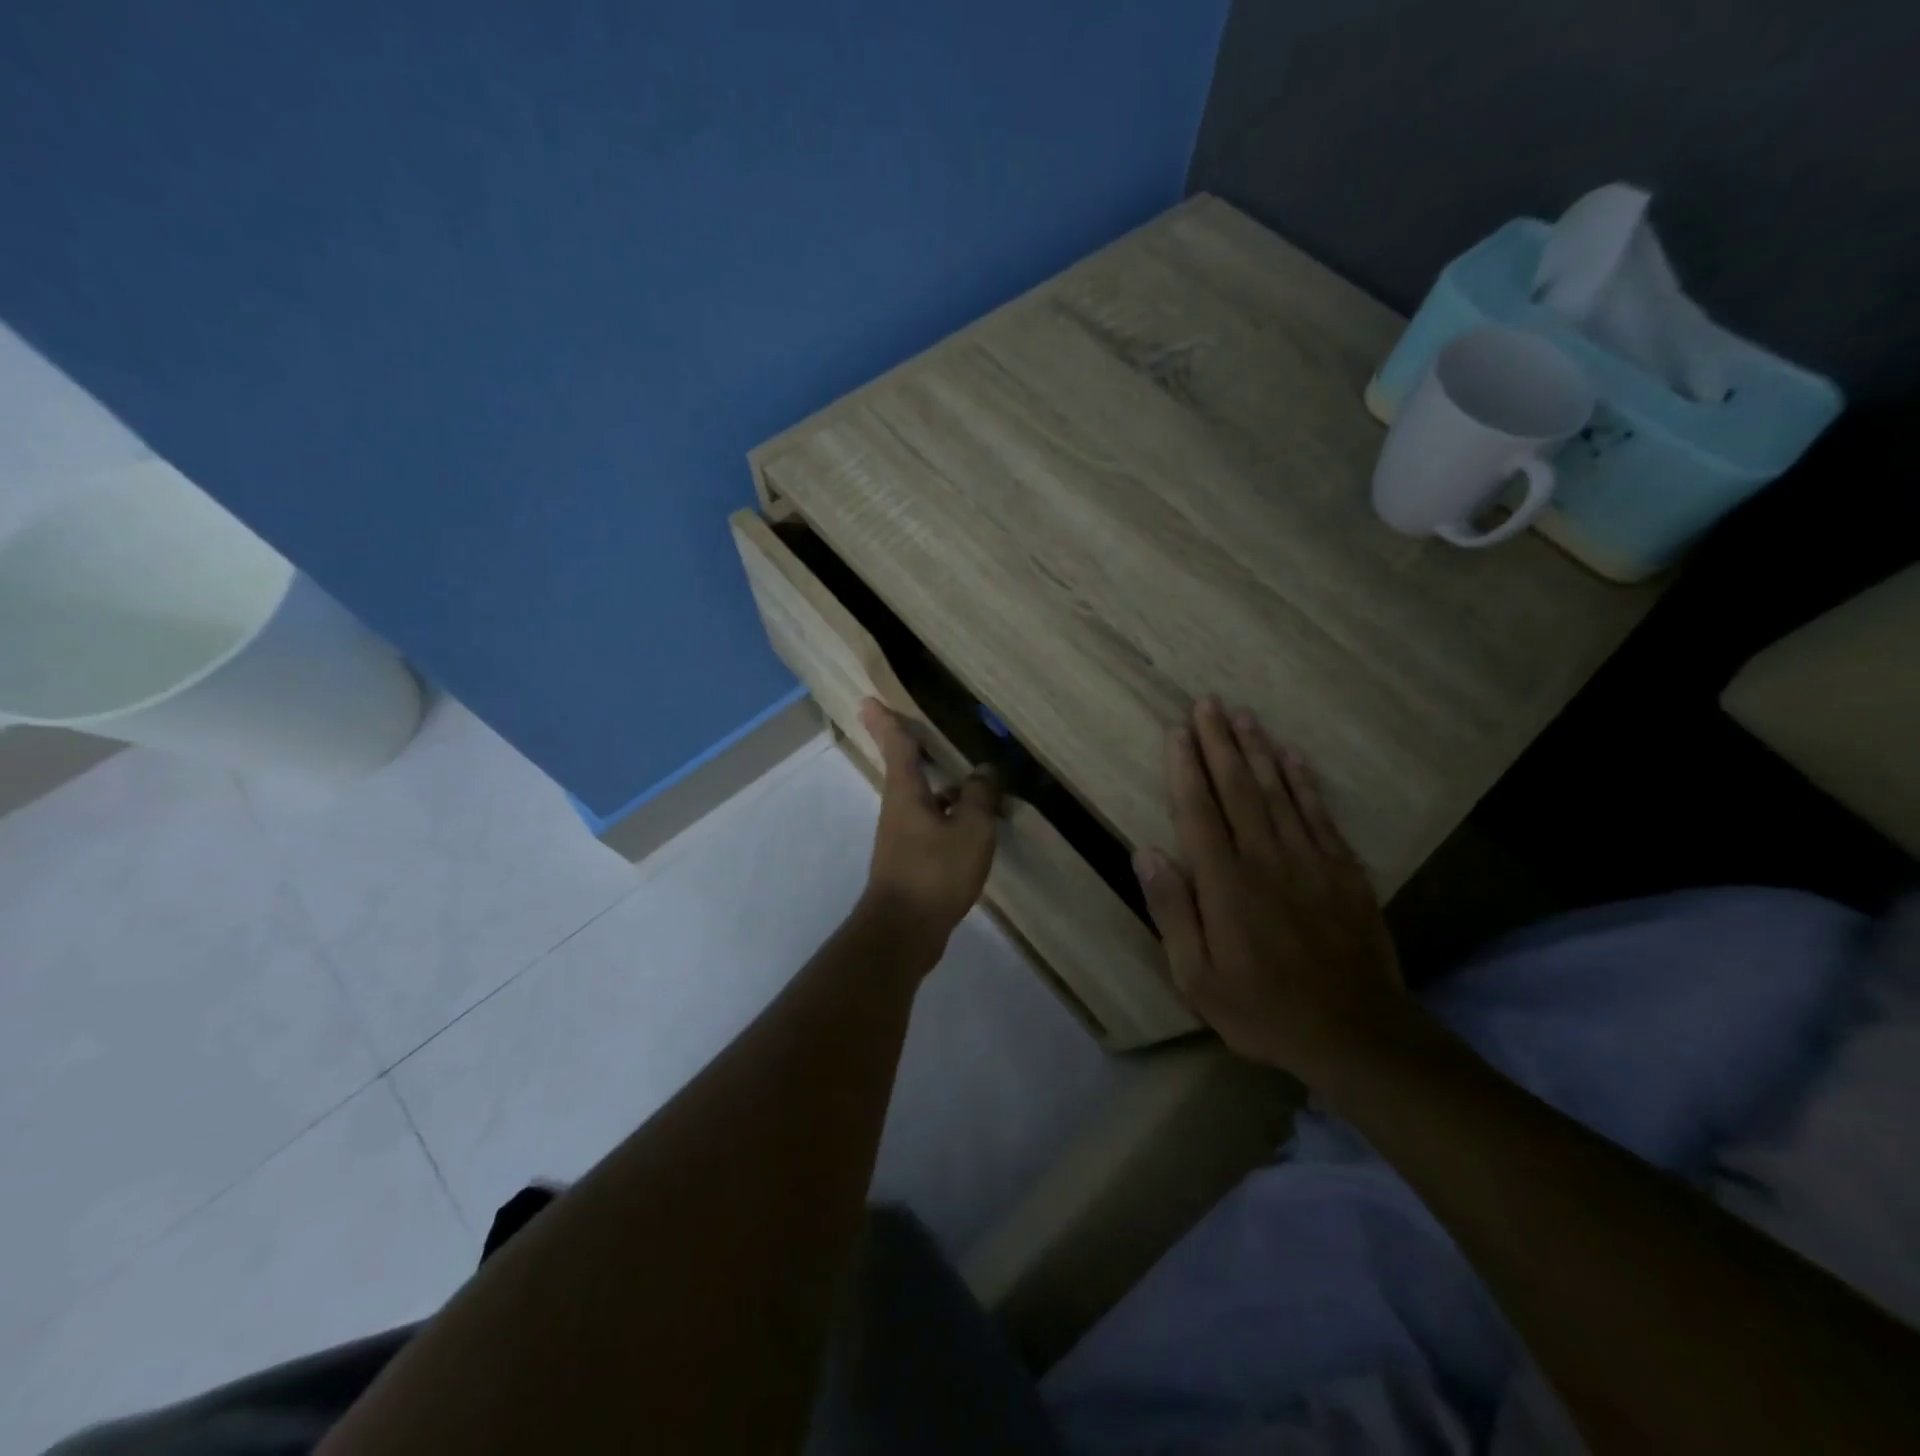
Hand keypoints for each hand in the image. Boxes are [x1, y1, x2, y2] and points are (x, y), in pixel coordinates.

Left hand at [857, 699, 1001, 954]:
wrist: (904, 931)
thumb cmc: (935, 872)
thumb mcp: (971, 830)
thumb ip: (981, 796)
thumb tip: (984, 770)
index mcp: (907, 792)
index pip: (897, 746)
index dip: (886, 721)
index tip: (868, 700)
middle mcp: (898, 808)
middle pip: (905, 769)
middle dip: (910, 748)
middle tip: (918, 729)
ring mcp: (901, 836)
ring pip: (921, 798)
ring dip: (940, 785)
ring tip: (971, 780)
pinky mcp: (909, 860)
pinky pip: (931, 823)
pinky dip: (948, 813)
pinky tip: (971, 824)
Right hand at [1133, 697, 1407, 1080]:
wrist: (1357, 1033)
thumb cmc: (1263, 1009)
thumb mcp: (1197, 978)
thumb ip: (1172, 912)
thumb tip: (1146, 853)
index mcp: (1226, 883)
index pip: (1199, 811)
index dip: (1186, 768)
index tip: (1178, 731)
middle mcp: (1266, 858)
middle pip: (1237, 788)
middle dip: (1219, 742)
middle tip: (1207, 703)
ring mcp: (1310, 860)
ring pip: (1278, 790)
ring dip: (1258, 749)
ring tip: (1243, 714)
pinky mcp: (1344, 869)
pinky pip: (1319, 812)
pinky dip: (1303, 780)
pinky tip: (1291, 755)